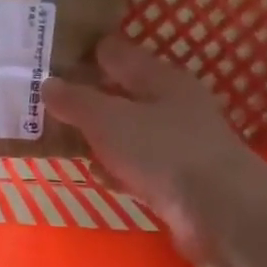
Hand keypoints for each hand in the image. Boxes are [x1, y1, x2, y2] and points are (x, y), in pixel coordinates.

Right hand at [43, 34, 266, 254]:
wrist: (220, 212)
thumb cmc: (162, 152)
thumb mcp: (108, 120)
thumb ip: (76, 101)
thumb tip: (47, 84)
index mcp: (160, 79)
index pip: (117, 54)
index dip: (84, 54)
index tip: (50, 59)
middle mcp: (173, 105)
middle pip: (123, 93)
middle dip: (89, 96)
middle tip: (47, 101)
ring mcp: (178, 144)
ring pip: (129, 131)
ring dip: (101, 135)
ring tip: (63, 137)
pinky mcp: (178, 180)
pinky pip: (137, 165)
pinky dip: (116, 167)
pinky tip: (97, 174)